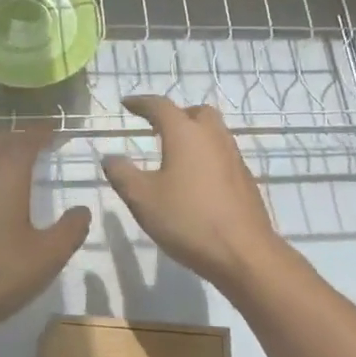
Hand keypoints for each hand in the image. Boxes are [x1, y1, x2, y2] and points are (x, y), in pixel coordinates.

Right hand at [103, 96, 284, 293]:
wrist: (243, 253)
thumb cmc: (187, 220)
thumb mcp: (142, 199)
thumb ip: (122, 174)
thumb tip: (110, 158)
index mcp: (186, 134)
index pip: (160, 106)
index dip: (141, 103)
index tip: (127, 104)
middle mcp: (213, 137)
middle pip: (196, 112)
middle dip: (175, 115)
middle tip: (157, 128)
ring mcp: (234, 158)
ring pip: (213, 132)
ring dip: (193, 135)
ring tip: (174, 154)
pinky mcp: (245, 180)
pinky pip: (222, 155)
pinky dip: (205, 156)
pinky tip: (194, 181)